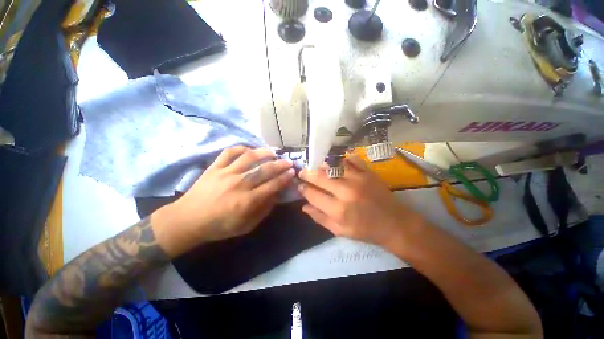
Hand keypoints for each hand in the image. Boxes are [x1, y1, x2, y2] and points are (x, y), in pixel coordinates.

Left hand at [152, 146, 294, 256]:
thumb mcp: (246, 226)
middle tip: (289, 161)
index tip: (293, 172)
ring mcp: (225, 173)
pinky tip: (249, 150)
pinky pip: (229, 152)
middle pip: (264, 170)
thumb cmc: (219, 226)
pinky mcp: (214, 167)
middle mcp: (238, 184)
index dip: (285, 178)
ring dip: (264, 153)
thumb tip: (276, 195)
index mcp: (247, 201)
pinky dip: (241, 148)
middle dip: (280, 165)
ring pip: (249, 157)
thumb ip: (264, 210)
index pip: (272, 185)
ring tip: (273, 152)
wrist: (187, 221)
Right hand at [298, 156, 421, 245]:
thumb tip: (304, 206)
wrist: (394, 224)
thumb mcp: (340, 231)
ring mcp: (358, 179)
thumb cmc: (365, 230)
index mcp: (338, 210)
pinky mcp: (368, 172)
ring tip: (315, 166)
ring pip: (333, 166)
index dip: (303, 189)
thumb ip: (320, 218)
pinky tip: (335, 162)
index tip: (299, 186)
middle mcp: (346, 192)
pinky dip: (341, 159)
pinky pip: (351, 159)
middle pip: (319, 177)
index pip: (313, 195)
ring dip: (321, 165)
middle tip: (302, 172)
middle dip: (307, 173)